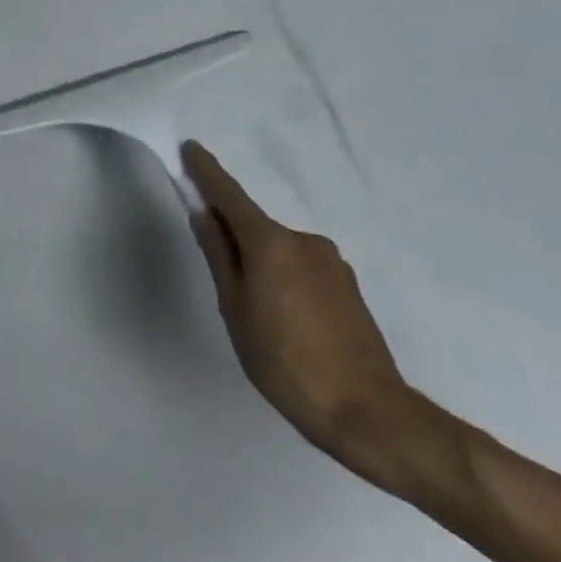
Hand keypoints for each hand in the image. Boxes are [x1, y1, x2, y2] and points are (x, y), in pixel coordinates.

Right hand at [180, 139, 451, 494]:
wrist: (370, 413)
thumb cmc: (285, 362)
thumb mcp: (236, 309)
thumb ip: (219, 257)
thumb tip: (205, 216)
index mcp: (271, 243)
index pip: (230, 196)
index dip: (207, 172)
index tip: (190, 148)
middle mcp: (304, 241)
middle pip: (254, 225)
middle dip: (231, 234)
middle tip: (218, 274)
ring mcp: (331, 263)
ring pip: (278, 248)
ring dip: (259, 260)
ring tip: (255, 311)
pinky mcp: (347, 286)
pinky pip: (300, 266)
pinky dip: (282, 275)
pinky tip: (283, 317)